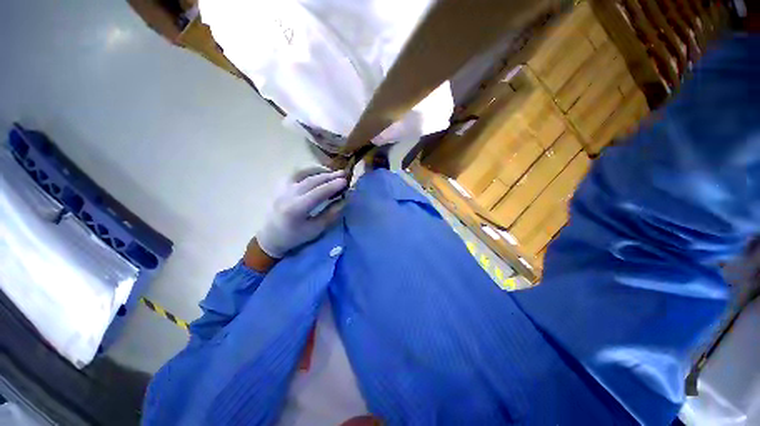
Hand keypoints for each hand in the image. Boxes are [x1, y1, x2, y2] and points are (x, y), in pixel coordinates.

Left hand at [256, 166, 347, 257]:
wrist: (271, 236)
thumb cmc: (295, 236)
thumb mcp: (316, 229)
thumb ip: (331, 213)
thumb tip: (345, 199)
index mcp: (296, 209)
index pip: (318, 193)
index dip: (332, 186)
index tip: (345, 181)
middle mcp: (288, 195)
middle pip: (312, 181)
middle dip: (330, 177)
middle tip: (344, 174)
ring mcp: (282, 188)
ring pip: (303, 174)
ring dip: (320, 172)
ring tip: (333, 172)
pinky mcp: (281, 185)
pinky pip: (296, 173)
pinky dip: (309, 171)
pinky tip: (319, 172)